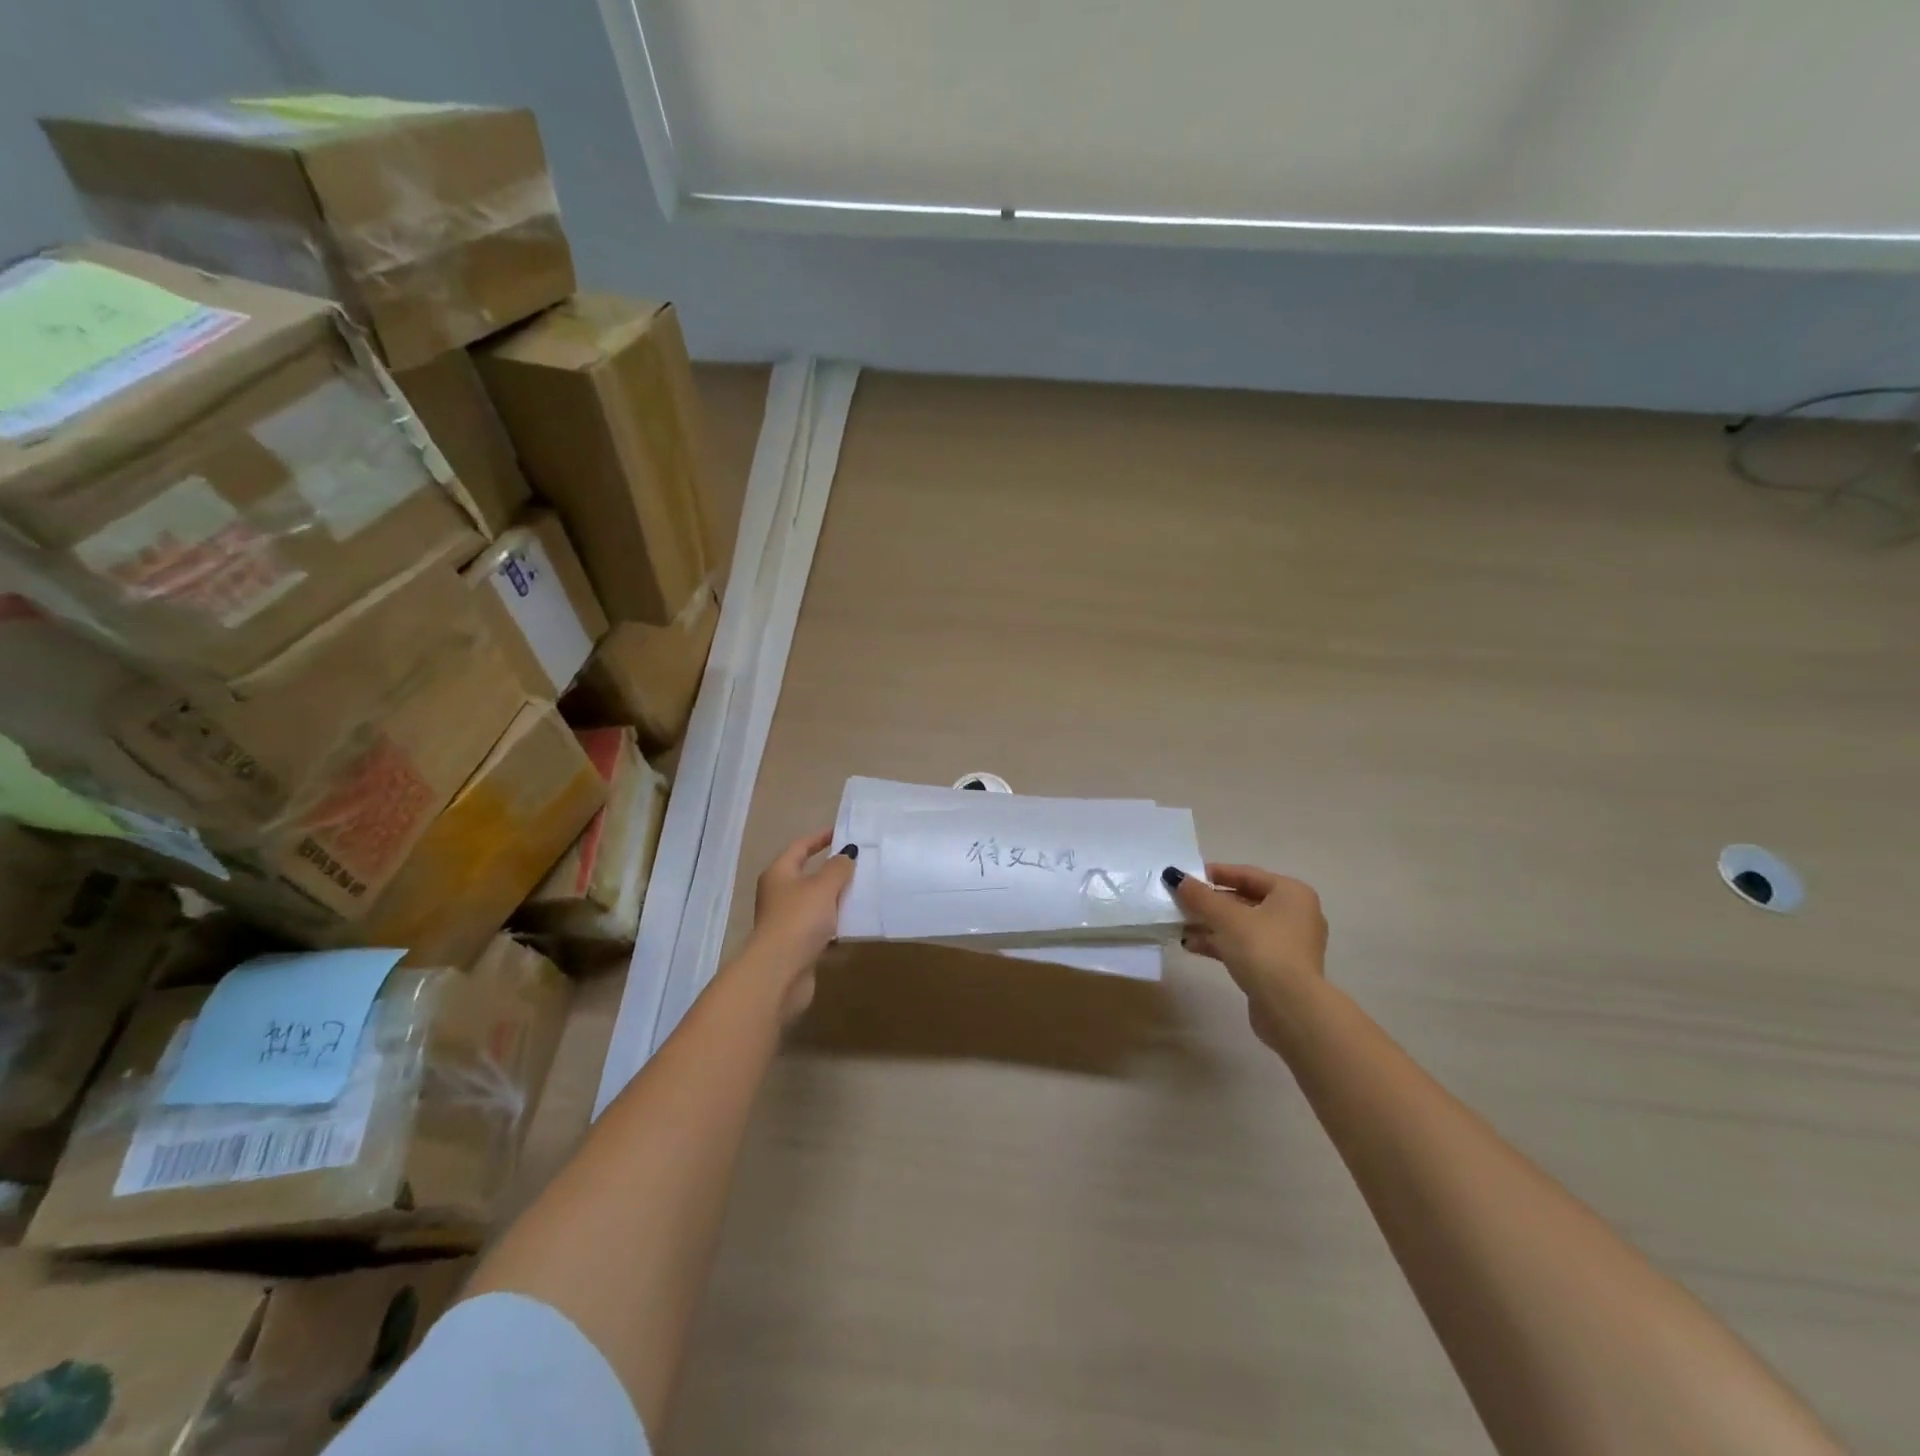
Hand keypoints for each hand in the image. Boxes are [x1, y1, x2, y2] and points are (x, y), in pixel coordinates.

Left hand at [748, 829, 857, 1017]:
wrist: (780, 971)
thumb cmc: (799, 919)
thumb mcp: (823, 886)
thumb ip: (838, 867)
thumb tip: (847, 854)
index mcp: (779, 873)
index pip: (800, 847)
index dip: (820, 837)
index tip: (843, 831)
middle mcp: (779, 894)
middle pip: (807, 875)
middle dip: (832, 870)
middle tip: (860, 863)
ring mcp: (786, 921)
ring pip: (815, 903)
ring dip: (836, 899)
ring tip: (863, 892)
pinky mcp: (796, 945)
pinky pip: (819, 928)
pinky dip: (835, 924)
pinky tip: (854, 924)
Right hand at [1166, 864, 1326, 1051]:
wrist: (1290, 1007)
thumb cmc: (1262, 949)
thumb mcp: (1225, 917)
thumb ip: (1199, 895)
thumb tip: (1174, 876)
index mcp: (1291, 893)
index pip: (1247, 874)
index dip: (1215, 874)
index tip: (1187, 877)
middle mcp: (1295, 914)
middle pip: (1244, 900)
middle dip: (1209, 904)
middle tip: (1180, 903)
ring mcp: (1288, 943)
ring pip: (1242, 926)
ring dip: (1210, 925)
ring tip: (1180, 926)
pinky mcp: (1279, 968)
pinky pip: (1245, 947)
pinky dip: (1221, 944)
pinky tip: (1192, 946)